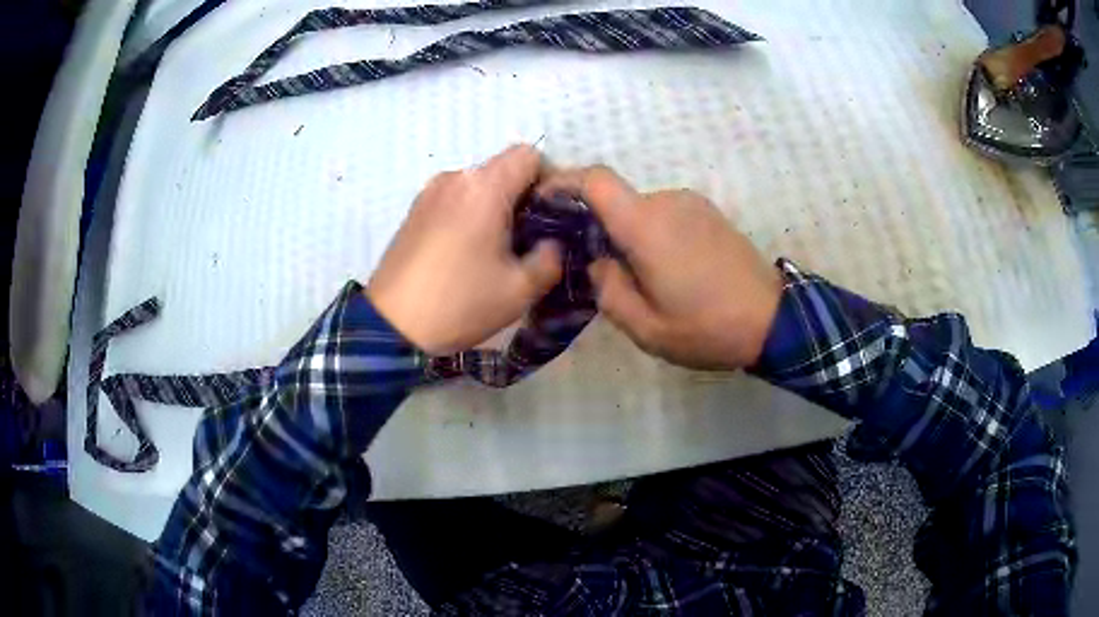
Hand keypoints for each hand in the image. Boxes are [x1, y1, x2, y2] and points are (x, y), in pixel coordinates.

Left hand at [367, 145, 561, 353]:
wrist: (391, 326)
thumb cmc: (459, 303)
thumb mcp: (520, 290)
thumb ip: (551, 257)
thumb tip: (551, 242)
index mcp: (484, 187)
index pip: (528, 155)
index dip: (547, 180)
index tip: (547, 217)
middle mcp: (454, 177)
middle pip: (502, 170)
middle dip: (521, 198)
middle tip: (524, 242)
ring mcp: (429, 192)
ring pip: (477, 186)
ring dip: (493, 208)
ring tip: (490, 252)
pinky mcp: (413, 211)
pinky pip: (454, 199)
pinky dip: (468, 215)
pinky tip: (462, 254)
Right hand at [537, 166, 782, 369]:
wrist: (773, 320)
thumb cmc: (707, 327)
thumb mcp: (645, 328)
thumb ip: (608, 290)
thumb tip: (598, 262)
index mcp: (646, 225)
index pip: (596, 180)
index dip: (564, 182)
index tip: (544, 200)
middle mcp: (667, 201)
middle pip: (617, 201)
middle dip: (599, 227)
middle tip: (599, 270)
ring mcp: (692, 204)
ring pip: (642, 211)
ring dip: (629, 235)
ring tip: (641, 279)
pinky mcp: (710, 213)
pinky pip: (666, 215)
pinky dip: (653, 234)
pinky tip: (669, 272)